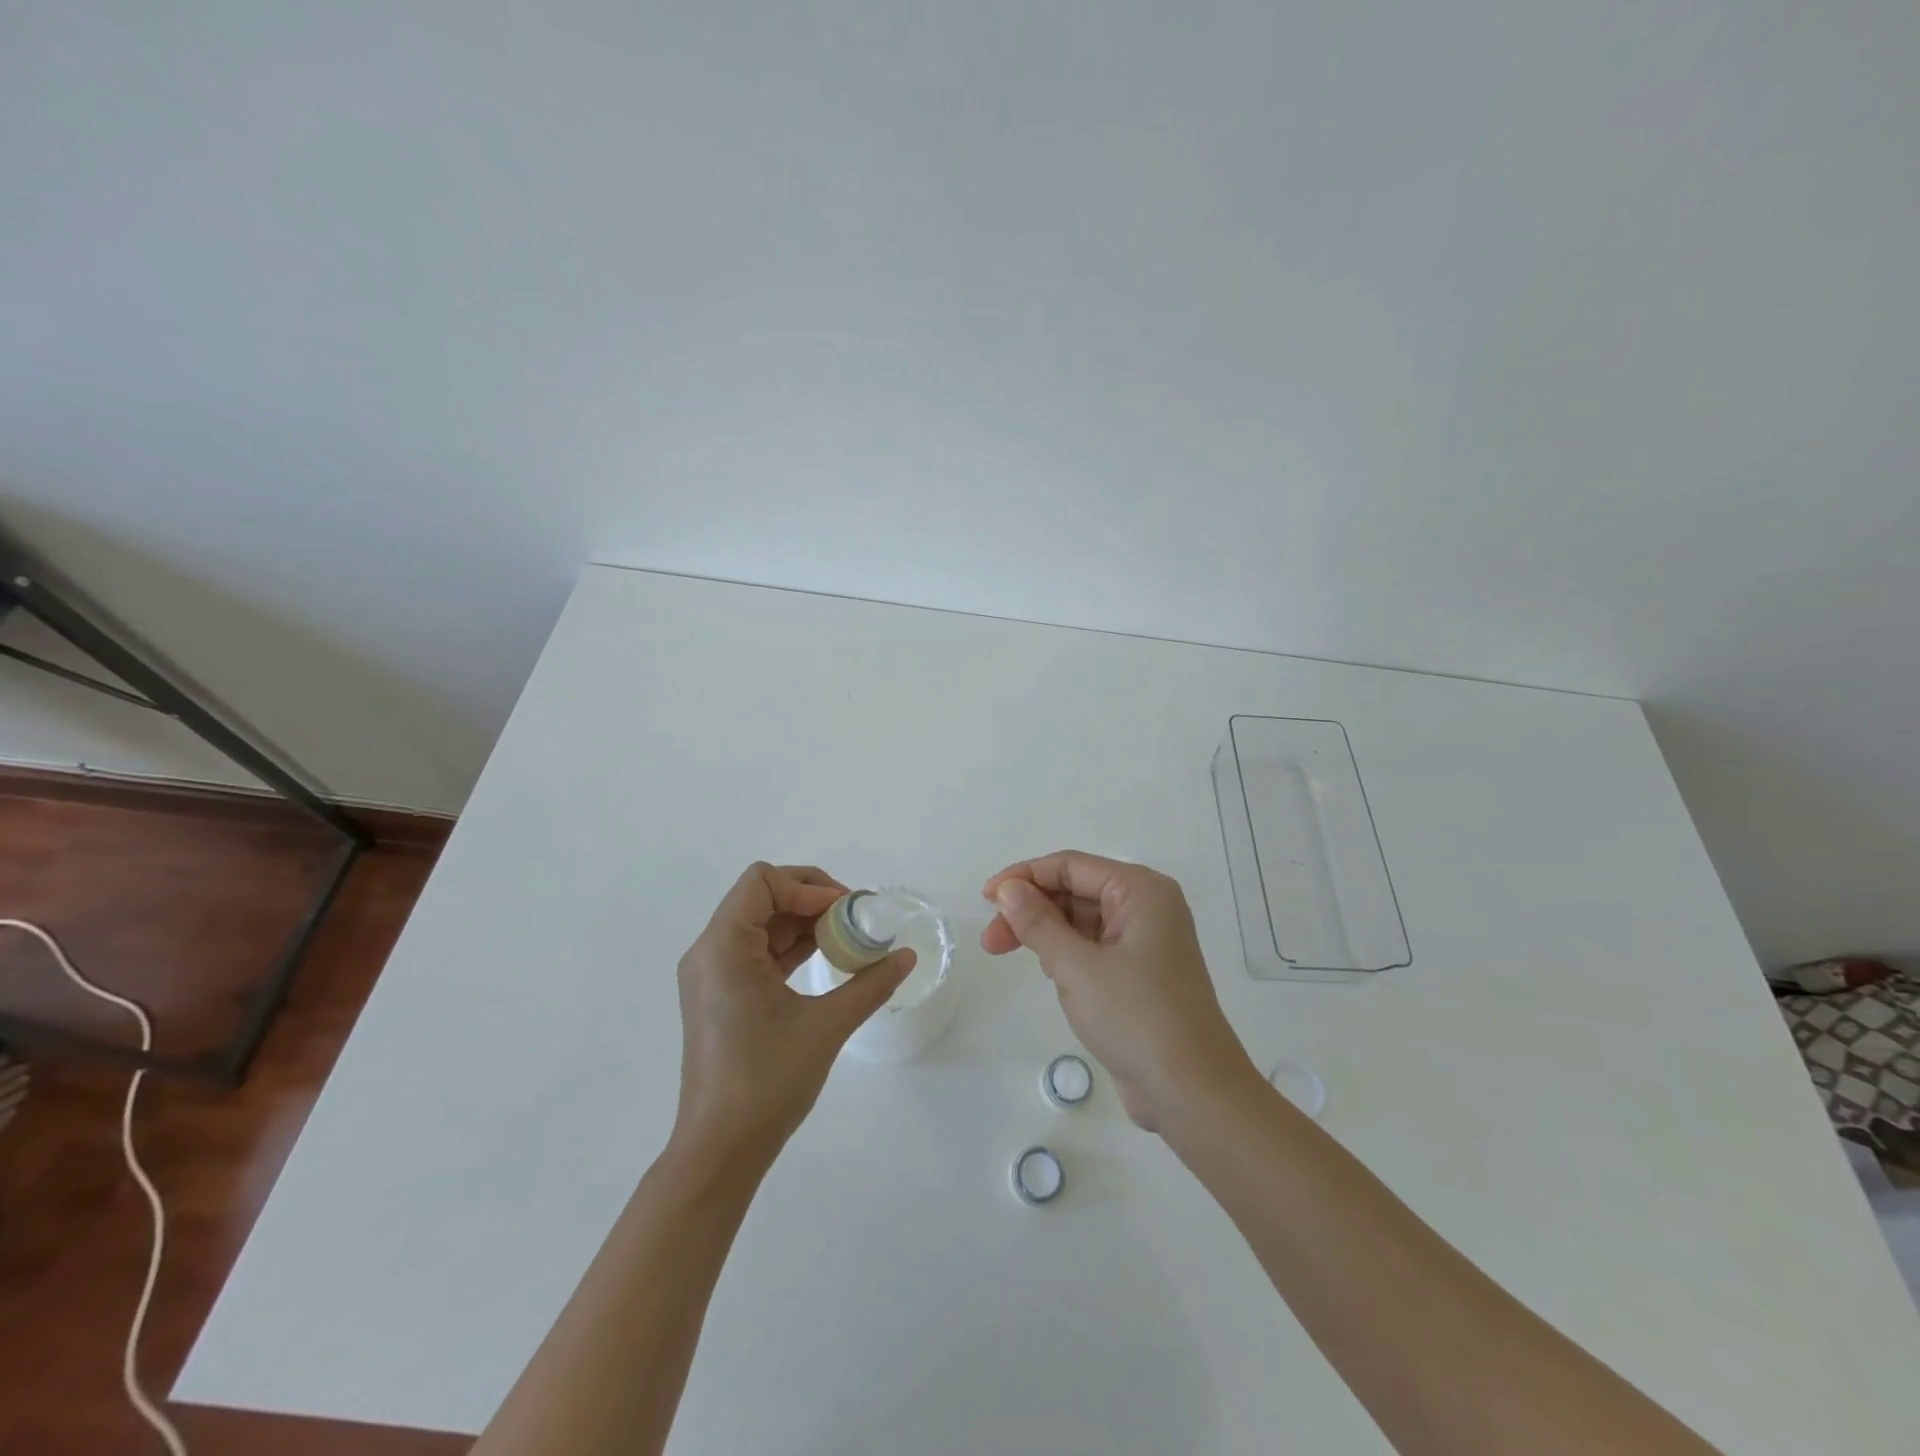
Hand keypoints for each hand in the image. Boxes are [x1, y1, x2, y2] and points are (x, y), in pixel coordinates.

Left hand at [673, 863, 913, 1165]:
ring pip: (760, 924)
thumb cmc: (767, 1080)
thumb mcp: (826, 1026)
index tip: (846, 910)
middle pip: (760, 897)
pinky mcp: (720, 996)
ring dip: (803, 923)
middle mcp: (710, 952)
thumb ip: (870, 984)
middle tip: (854, 918)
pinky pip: (756, 952)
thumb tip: (907, 956)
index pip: (762, 881)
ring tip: (847, 938)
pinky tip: (825, 960)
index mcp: (723, 947)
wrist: (720, 1151)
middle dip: (810, 900)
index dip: (808, 886)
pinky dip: (790, 948)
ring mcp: (712, 976)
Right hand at [982, 851, 1258, 1131]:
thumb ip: (1038, 922)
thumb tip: (1009, 889)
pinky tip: (1048, 971)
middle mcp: (1146, 907)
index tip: (985, 899)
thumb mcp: (1076, 966)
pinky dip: (1065, 953)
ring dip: (1044, 932)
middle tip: (990, 940)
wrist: (1193, 1094)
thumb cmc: (1136, 1017)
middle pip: (1075, 891)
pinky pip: (1093, 947)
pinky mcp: (1140, 973)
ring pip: (1081, 920)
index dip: (1024, 876)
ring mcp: (1146, 941)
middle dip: (1030, 909)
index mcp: (1141, 891)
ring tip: (1007, 954)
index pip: (1071, 866)